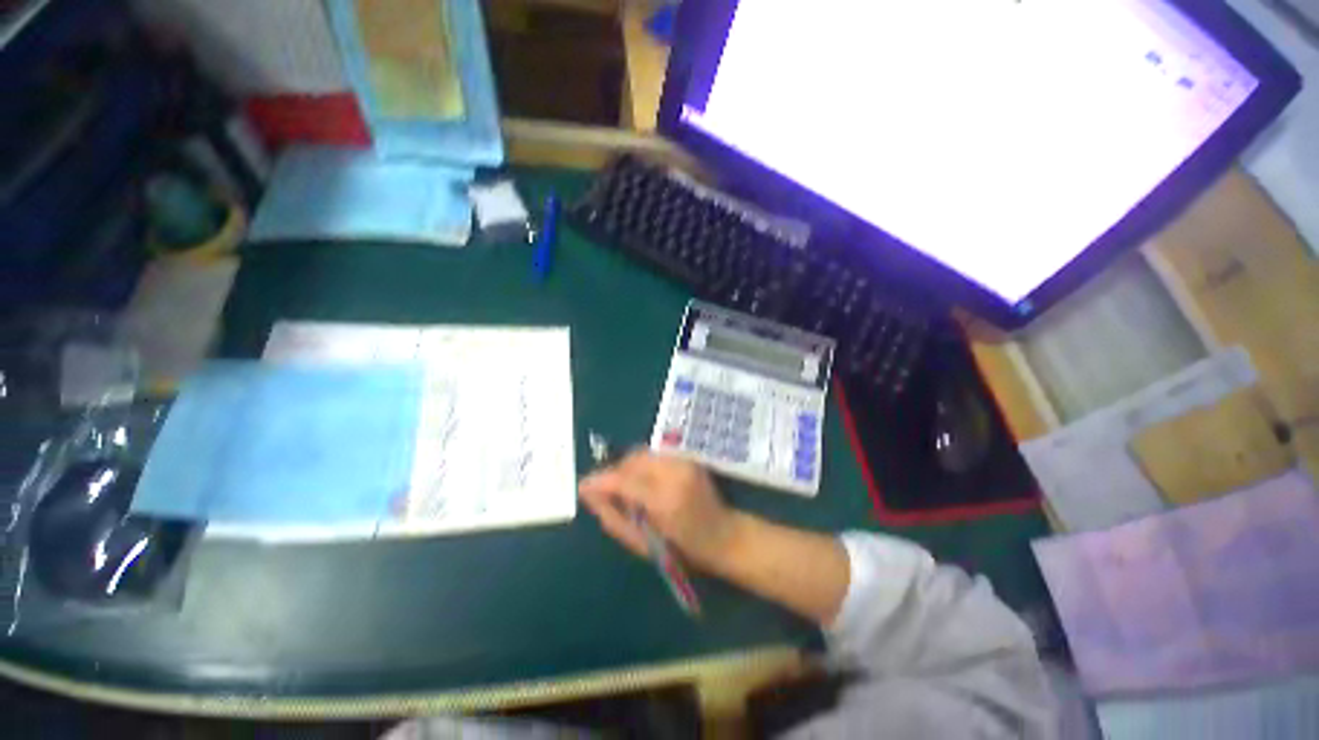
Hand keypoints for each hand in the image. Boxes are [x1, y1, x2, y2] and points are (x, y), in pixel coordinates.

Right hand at [579, 451, 742, 571]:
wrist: (724, 535)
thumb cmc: (684, 551)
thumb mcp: (642, 544)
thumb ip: (613, 518)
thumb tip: (589, 496)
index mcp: (665, 500)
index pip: (624, 480)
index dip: (600, 480)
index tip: (583, 486)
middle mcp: (675, 472)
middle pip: (633, 459)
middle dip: (615, 471)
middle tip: (607, 490)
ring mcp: (684, 461)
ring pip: (642, 453)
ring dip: (628, 467)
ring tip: (626, 488)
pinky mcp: (687, 457)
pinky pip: (654, 455)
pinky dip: (642, 465)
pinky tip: (643, 482)